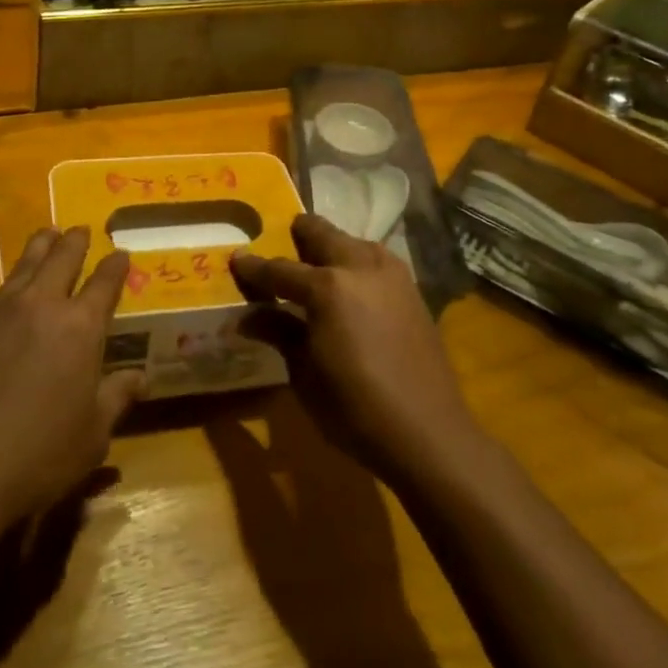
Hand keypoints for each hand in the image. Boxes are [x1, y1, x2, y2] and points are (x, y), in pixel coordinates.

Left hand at [0, 224, 143, 536]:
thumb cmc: (36, 458)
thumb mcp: (92, 436)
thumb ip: (117, 397)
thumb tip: (144, 376)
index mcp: (82, 328)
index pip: (106, 284)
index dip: (116, 267)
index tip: (121, 254)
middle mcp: (44, 303)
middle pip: (65, 259)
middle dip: (77, 243)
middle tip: (82, 231)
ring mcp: (0, 305)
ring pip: (26, 261)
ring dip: (41, 242)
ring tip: (48, 230)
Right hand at [232, 215, 476, 481]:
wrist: (430, 433)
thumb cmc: (355, 409)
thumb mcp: (305, 374)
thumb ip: (278, 333)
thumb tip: (246, 317)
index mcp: (327, 287)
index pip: (279, 269)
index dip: (254, 267)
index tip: (237, 259)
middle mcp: (359, 266)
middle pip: (320, 233)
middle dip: (297, 238)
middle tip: (281, 252)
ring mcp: (391, 273)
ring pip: (351, 241)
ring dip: (330, 248)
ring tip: (315, 269)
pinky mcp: (411, 288)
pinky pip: (374, 260)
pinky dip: (355, 264)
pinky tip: (350, 288)